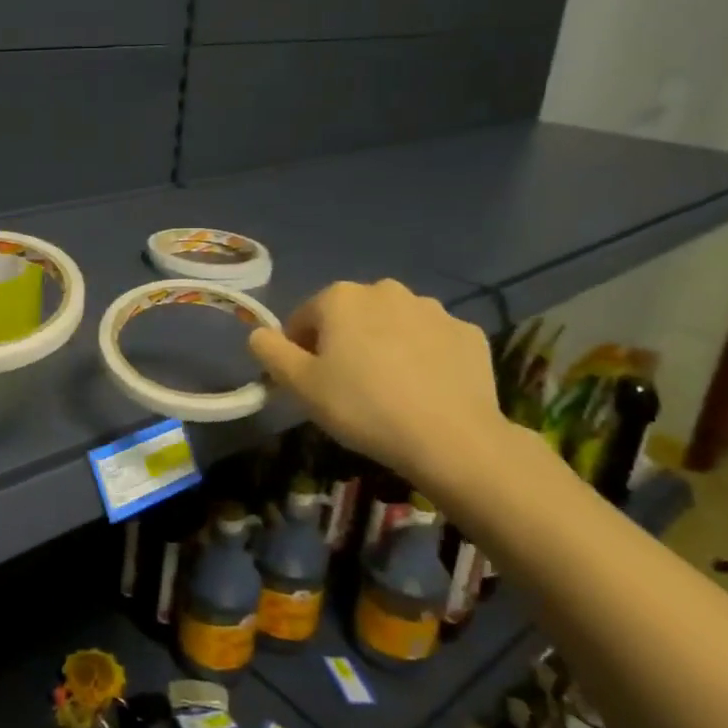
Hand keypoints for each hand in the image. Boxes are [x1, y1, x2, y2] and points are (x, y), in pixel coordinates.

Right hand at [247, 279, 506, 481]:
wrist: (451, 438)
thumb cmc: (362, 406)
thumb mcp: (299, 385)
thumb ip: (270, 351)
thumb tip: (258, 334)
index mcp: (340, 297)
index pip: (304, 318)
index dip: (300, 350)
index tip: (309, 382)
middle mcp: (386, 290)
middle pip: (350, 316)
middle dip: (344, 343)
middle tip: (347, 386)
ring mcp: (432, 309)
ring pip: (393, 325)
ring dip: (384, 345)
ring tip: (388, 389)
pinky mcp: (468, 332)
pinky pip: (431, 340)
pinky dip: (423, 356)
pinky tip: (424, 389)